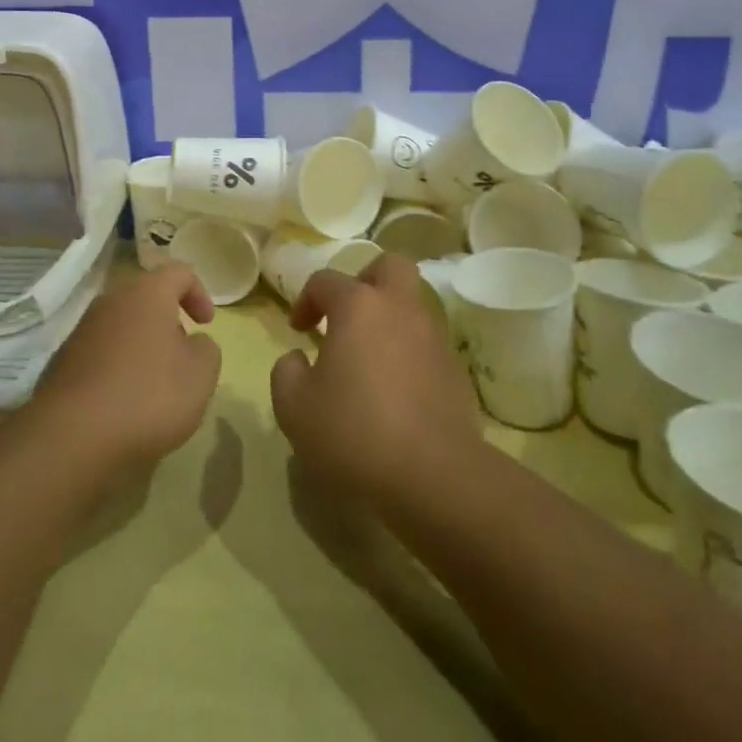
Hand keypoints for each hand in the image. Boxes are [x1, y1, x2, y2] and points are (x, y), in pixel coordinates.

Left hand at [28, 262, 222, 478]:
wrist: (72, 436)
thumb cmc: (148, 396)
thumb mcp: (200, 375)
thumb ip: (206, 349)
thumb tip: (192, 343)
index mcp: (147, 293)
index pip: (179, 272)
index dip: (199, 293)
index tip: (207, 324)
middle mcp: (112, 300)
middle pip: (147, 296)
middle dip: (168, 320)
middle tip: (182, 353)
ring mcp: (83, 329)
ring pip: (122, 324)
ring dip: (142, 343)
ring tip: (154, 382)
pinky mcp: (64, 359)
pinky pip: (101, 351)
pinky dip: (118, 365)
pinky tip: (123, 400)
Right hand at [269, 252, 481, 501]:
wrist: (434, 475)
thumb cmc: (354, 431)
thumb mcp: (294, 407)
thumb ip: (285, 372)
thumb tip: (298, 358)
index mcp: (358, 306)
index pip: (326, 280)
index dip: (305, 300)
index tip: (298, 330)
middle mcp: (399, 308)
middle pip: (389, 266)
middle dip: (366, 280)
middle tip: (348, 315)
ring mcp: (433, 337)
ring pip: (412, 305)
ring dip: (389, 320)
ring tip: (369, 360)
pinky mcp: (456, 370)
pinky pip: (427, 344)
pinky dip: (409, 354)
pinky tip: (396, 391)